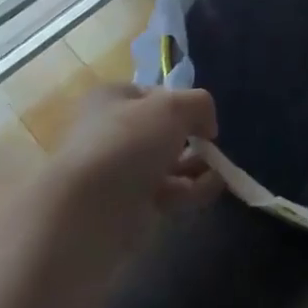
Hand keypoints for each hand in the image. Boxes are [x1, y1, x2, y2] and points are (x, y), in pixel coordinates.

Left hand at [47, 83, 220, 257]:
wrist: (88, 212)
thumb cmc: (127, 143)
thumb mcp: (173, 107)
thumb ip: (199, 104)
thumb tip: (206, 126)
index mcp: (111, 100)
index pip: (155, 95)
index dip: (182, 103)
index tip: (202, 118)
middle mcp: (112, 133)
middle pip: (164, 132)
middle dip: (193, 139)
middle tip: (213, 148)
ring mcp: (119, 172)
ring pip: (168, 164)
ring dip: (196, 166)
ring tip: (220, 171)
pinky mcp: (128, 207)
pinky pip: (168, 193)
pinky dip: (191, 190)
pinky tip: (210, 189)